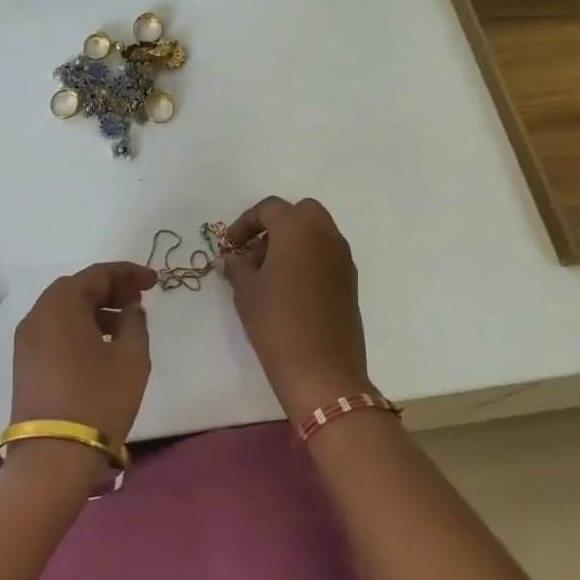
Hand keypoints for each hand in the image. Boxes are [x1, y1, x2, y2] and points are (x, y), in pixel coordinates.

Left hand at [10, 260, 157, 445]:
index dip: (128, 273)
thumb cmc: (99, 399)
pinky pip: (54, 332)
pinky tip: (101, 347)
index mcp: (61, 304)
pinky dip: (78, 329)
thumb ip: (135, 323)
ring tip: (125, 326)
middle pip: (76, 289)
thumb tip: (130, 309)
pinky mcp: (25, 364)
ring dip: (94, 311)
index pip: (97, 274)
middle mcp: (37, 315)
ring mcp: (26, 341)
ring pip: (63, 311)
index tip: (154, 281)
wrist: (53, 456)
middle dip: (109, 290)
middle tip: (137, 300)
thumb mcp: (132, 358)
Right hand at [221, 197, 370, 420]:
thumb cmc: (277, 322)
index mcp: (298, 229)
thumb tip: (231, 259)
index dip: (244, 223)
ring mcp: (342, 259)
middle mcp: (326, 236)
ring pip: (316, 233)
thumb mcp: (246, 291)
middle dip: (275, 225)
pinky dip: (306, 259)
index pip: (269, 208)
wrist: (322, 370)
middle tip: (253, 250)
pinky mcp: (349, 282)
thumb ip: (237, 267)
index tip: (229, 246)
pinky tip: (287, 288)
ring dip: (292, 242)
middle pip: (300, 212)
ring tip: (266, 273)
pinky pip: (325, 255)